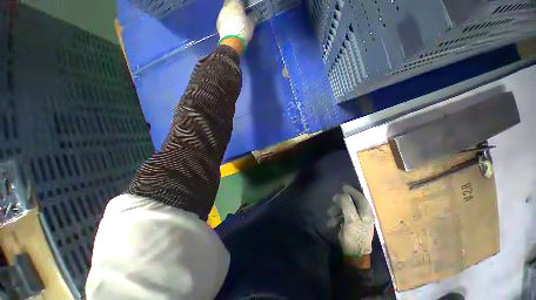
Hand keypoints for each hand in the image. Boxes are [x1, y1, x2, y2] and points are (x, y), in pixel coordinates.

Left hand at [217, 0, 254, 51]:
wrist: (231, 43)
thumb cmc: (242, 31)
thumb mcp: (251, 24)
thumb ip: (253, 17)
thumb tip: (255, 14)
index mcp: (236, 3)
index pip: (240, 0)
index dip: (243, 3)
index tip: (246, 7)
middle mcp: (227, 6)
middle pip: (231, 2)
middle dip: (235, 6)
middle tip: (240, 13)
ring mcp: (221, 14)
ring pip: (226, 9)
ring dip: (230, 13)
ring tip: (235, 20)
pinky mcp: (218, 22)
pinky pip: (223, 18)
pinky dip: (227, 20)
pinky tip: (231, 26)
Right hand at [332, 185, 374, 256]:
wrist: (354, 253)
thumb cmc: (355, 235)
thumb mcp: (351, 219)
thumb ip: (347, 205)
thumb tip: (343, 193)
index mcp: (366, 212)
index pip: (360, 197)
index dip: (352, 191)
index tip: (342, 187)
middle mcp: (362, 214)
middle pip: (350, 202)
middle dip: (340, 202)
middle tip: (333, 200)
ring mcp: (355, 219)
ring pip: (344, 209)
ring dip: (336, 211)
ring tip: (330, 216)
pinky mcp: (349, 223)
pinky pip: (341, 216)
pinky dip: (335, 218)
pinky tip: (332, 224)